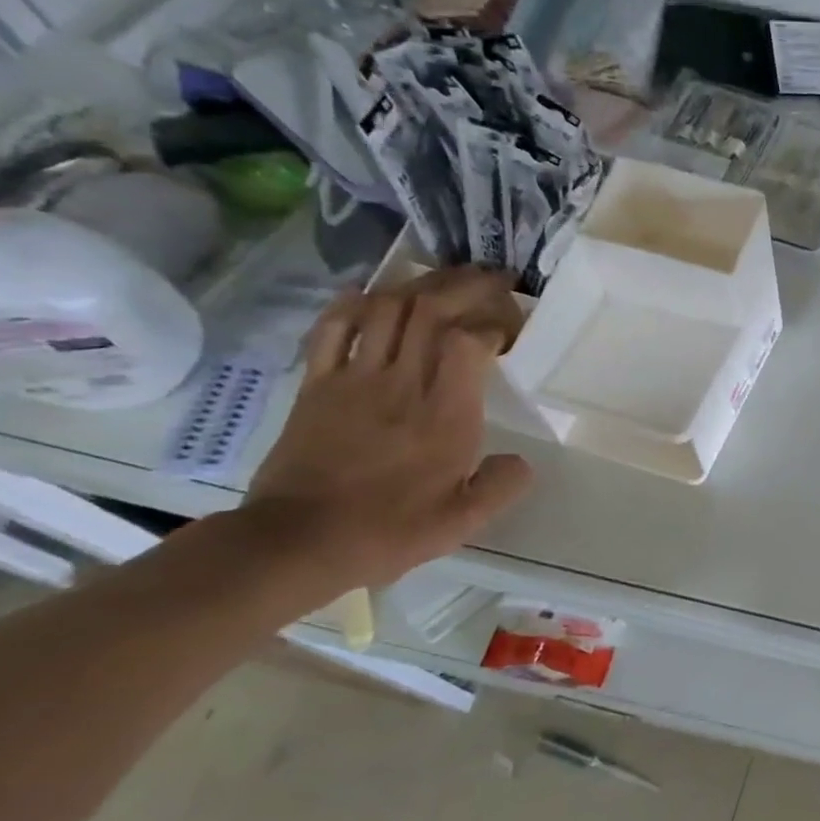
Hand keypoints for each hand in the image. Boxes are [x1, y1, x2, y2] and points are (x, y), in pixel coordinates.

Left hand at [243, 267, 533, 593]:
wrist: (298, 540)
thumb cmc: (390, 530)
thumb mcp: (464, 520)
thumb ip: (503, 485)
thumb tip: (520, 461)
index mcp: (444, 416)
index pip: (469, 342)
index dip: (493, 324)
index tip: (509, 331)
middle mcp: (401, 385)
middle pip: (429, 311)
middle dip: (465, 286)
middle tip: (492, 280)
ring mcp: (353, 380)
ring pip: (386, 310)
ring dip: (419, 286)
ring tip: (445, 280)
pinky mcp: (317, 385)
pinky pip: (333, 328)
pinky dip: (354, 303)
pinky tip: (372, 294)